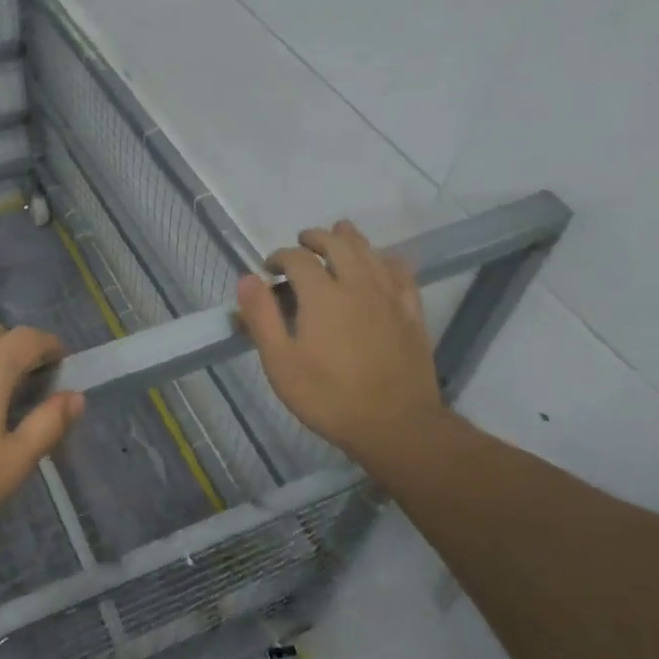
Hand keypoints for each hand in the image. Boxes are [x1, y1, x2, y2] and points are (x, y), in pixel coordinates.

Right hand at [236, 220, 450, 469]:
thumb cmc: (328, 397)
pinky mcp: (411, 313)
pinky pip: (402, 273)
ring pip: (371, 252)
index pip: (297, 259)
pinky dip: (387, 259)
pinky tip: (383, 262)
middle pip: (337, 244)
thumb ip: (262, 317)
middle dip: (315, 238)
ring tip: (339, 233)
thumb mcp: (280, 363)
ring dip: (351, 238)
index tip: (268, 269)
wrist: (395, 425)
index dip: (279, 257)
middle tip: (301, 244)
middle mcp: (357, 285)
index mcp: (322, 295)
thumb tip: (247, 279)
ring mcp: (389, 297)